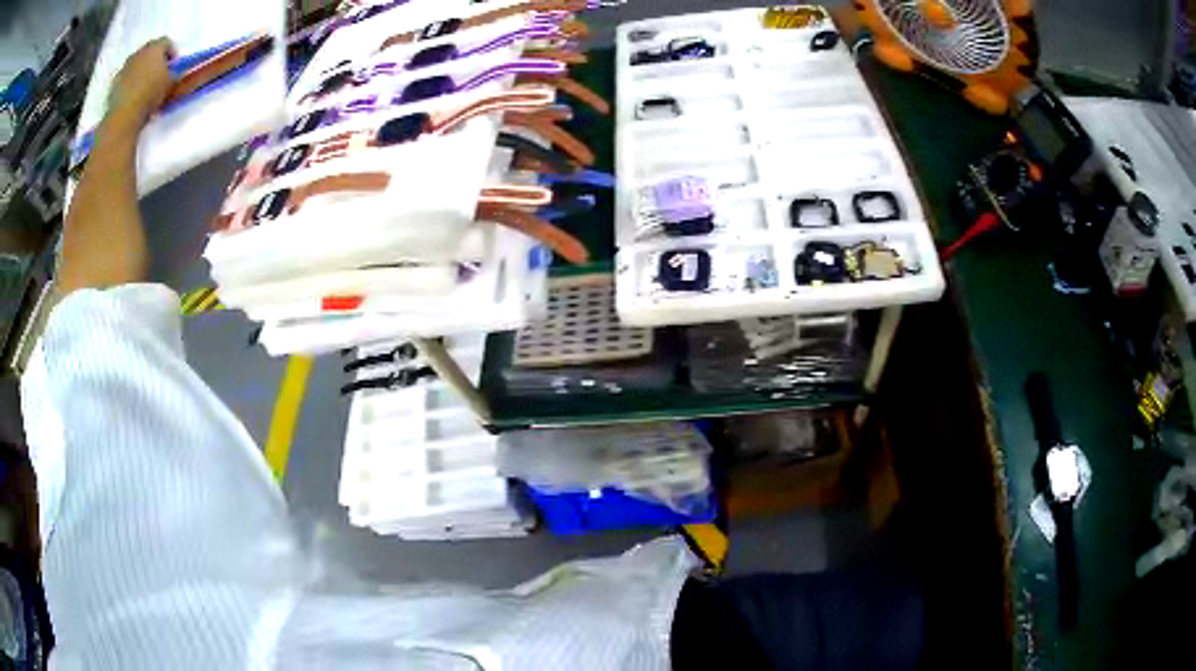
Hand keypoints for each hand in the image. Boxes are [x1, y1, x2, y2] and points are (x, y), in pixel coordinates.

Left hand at [107, 37, 174, 129]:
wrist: (124, 115)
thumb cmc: (150, 94)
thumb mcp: (170, 84)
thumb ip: (173, 74)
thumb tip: (173, 74)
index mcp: (155, 48)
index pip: (167, 42)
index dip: (172, 51)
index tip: (174, 64)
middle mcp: (140, 52)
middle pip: (150, 50)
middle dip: (155, 59)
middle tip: (158, 73)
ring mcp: (125, 66)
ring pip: (136, 63)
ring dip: (141, 70)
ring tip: (144, 86)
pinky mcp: (115, 82)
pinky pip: (125, 77)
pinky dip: (130, 82)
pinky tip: (132, 95)